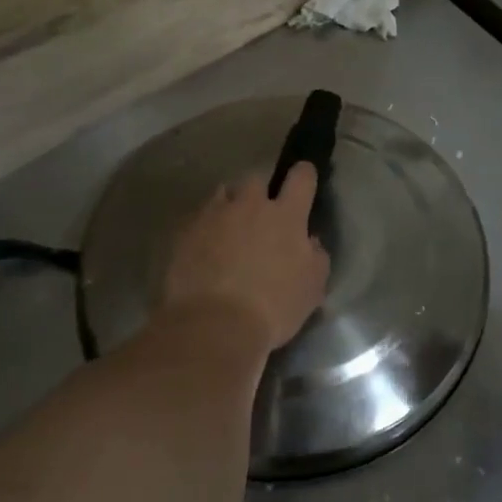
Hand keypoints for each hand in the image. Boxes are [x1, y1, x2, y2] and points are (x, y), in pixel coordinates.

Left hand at [160, 167, 330, 354]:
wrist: (214, 326)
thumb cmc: (273, 308)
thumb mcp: (312, 288)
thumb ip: (316, 256)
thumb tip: (310, 242)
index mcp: (286, 215)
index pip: (301, 177)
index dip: (304, 175)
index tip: (304, 179)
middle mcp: (250, 205)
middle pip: (256, 179)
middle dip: (260, 192)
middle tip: (261, 215)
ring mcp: (214, 216)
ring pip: (223, 194)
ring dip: (230, 205)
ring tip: (229, 229)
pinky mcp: (185, 232)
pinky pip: (199, 219)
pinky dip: (205, 228)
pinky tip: (205, 249)